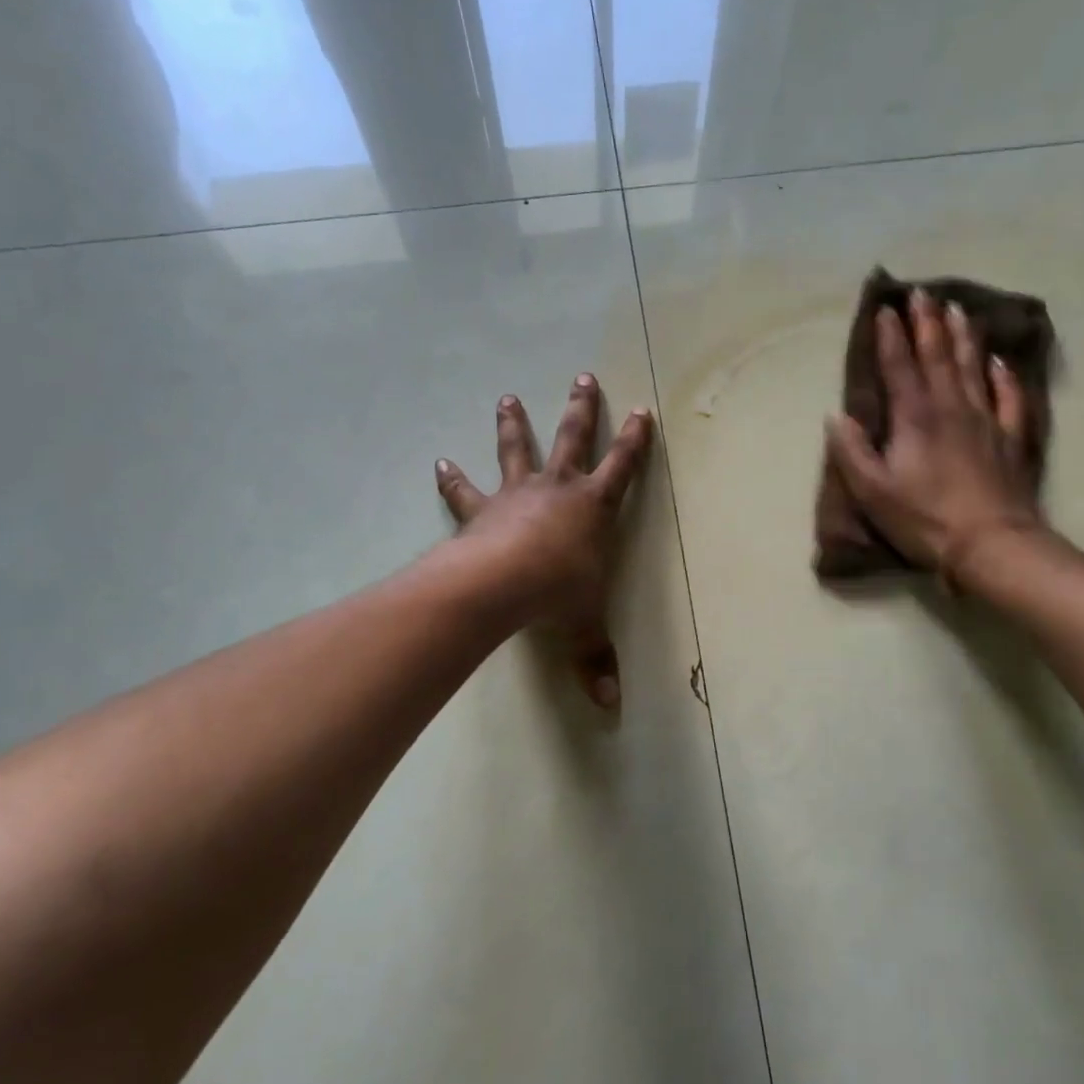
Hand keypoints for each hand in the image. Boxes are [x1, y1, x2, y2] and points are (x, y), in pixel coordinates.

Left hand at [436, 374, 653, 709]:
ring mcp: (517, 494)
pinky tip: (439, 461)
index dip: (636, 441)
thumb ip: (596, 662)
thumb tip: (611, 707)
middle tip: (582, 376)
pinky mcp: (482, 508)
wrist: (502, 583)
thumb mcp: (585, 627)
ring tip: (507, 396)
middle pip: (572, 438)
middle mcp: (557, 489)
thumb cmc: (557, 595)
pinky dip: (452, 477)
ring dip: (514, 423)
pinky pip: (465, 489)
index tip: (643, 411)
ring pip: (517, 448)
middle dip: (581, 409)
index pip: (623, 467)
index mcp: (593, 508)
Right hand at [825, 289, 1042, 586]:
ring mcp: (985, 420)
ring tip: (957, 309)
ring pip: (973, 367)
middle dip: (926, 324)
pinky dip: (1003, 375)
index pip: (900, 367)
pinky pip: (1008, 397)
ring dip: (962, 336)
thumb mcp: (872, 492)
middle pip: (938, 356)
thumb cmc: (923, 519)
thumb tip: (836, 416)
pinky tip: (999, 361)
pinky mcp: (1009, 439)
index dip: (890, 338)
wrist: (990, 543)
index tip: (885, 309)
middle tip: (921, 293)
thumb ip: (852, 452)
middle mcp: (951, 408)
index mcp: (915, 418)